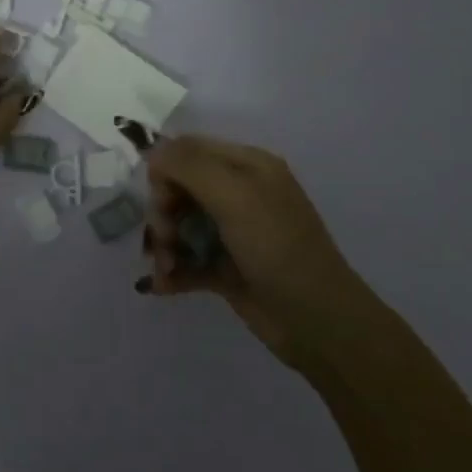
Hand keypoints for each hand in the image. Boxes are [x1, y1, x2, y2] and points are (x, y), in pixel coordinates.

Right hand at [141, 135, 373, 366]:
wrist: (317, 321)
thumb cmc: (277, 247)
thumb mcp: (235, 195)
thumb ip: (189, 165)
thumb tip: (153, 153)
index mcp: (247, 165)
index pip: (188, 150)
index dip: (165, 171)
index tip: (162, 200)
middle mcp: (239, 193)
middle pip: (179, 188)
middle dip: (163, 212)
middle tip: (165, 239)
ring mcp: (232, 232)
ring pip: (180, 225)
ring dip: (164, 244)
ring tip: (165, 268)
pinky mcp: (226, 268)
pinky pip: (187, 259)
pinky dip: (172, 270)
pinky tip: (162, 286)